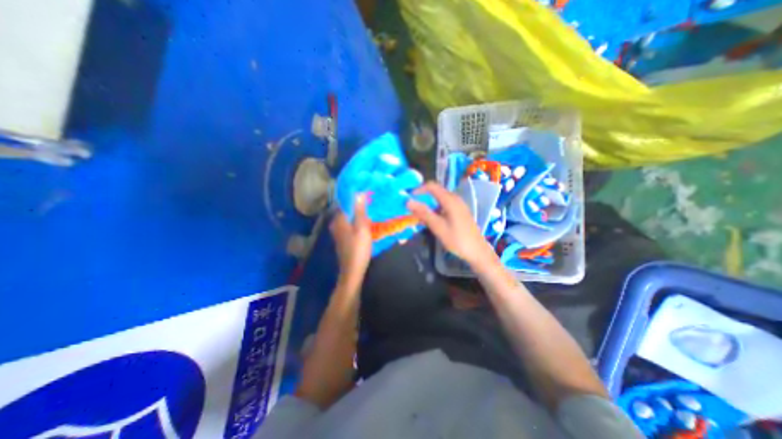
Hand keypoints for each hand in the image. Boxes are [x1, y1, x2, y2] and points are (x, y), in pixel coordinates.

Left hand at [330, 195, 372, 286]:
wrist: (352, 270)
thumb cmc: (358, 248)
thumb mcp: (362, 228)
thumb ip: (360, 210)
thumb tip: (359, 193)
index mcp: (339, 219)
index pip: (345, 202)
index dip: (356, 197)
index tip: (367, 194)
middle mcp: (336, 224)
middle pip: (347, 210)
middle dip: (358, 206)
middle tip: (372, 204)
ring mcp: (338, 232)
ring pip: (349, 219)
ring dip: (359, 215)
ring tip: (371, 213)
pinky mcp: (343, 239)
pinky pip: (350, 226)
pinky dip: (357, 223)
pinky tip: (366, 225)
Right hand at [409, 181, 493, 267]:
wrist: (478, 251)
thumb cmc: (458, 240)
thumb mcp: (438, 227)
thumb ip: (423, 213)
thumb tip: (408, 201)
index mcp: (450, 200)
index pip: (432, 186)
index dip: (419, 189)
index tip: (409, 198)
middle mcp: (455, 199)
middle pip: (435, 192)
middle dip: (422, 198)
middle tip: (412, 209)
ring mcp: (459, 205)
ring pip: (439, 199)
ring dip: (428, 205)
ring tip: (419, 217)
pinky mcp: (460, 212)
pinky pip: (444, 205)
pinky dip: (435, 210)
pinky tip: (431, 221)